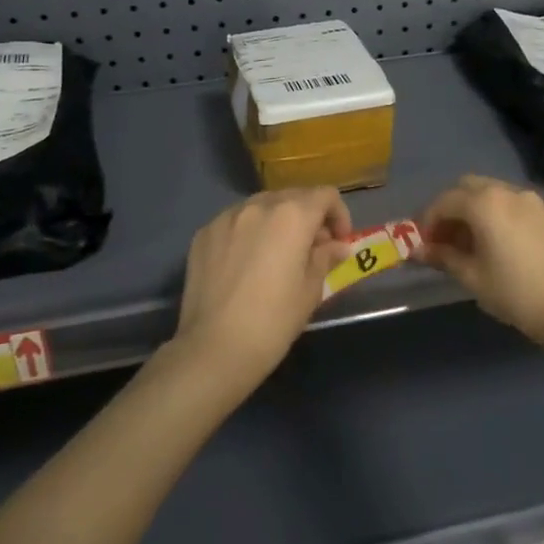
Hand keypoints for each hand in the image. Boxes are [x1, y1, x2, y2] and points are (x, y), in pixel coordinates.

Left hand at [172, 188, 354, 390]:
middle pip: (293, 196)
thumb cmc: (273, 321)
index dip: (339, 215)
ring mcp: (226, 217)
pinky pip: (235, 221)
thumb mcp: (310, 290)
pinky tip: (246, 262)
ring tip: (277, 254)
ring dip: (277, 221)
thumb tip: (337, 246)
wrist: (214, 348)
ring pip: (262, 206)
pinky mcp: (204, 233)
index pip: (325, 195)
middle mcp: (258, 205)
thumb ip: (325, 258)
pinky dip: (249, 232)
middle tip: (312, 250)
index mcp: (292, 215)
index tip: (338, 243)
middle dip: (308, 217)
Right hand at [419, 176, 543, 351]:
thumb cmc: (516, 294)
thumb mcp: (473, 277)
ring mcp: (536, 201)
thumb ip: (443, 257)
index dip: (428, 220)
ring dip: (478, 211)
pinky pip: (519, 207)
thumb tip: (418, 250)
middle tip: (446, 238)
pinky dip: (503, 216)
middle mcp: (510, 192)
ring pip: (496, 194)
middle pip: (470, 187)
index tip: (423, 243)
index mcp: (485, 203)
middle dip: (453, 208)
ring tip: (475, 244)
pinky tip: (506, 246)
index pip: (445, 201)